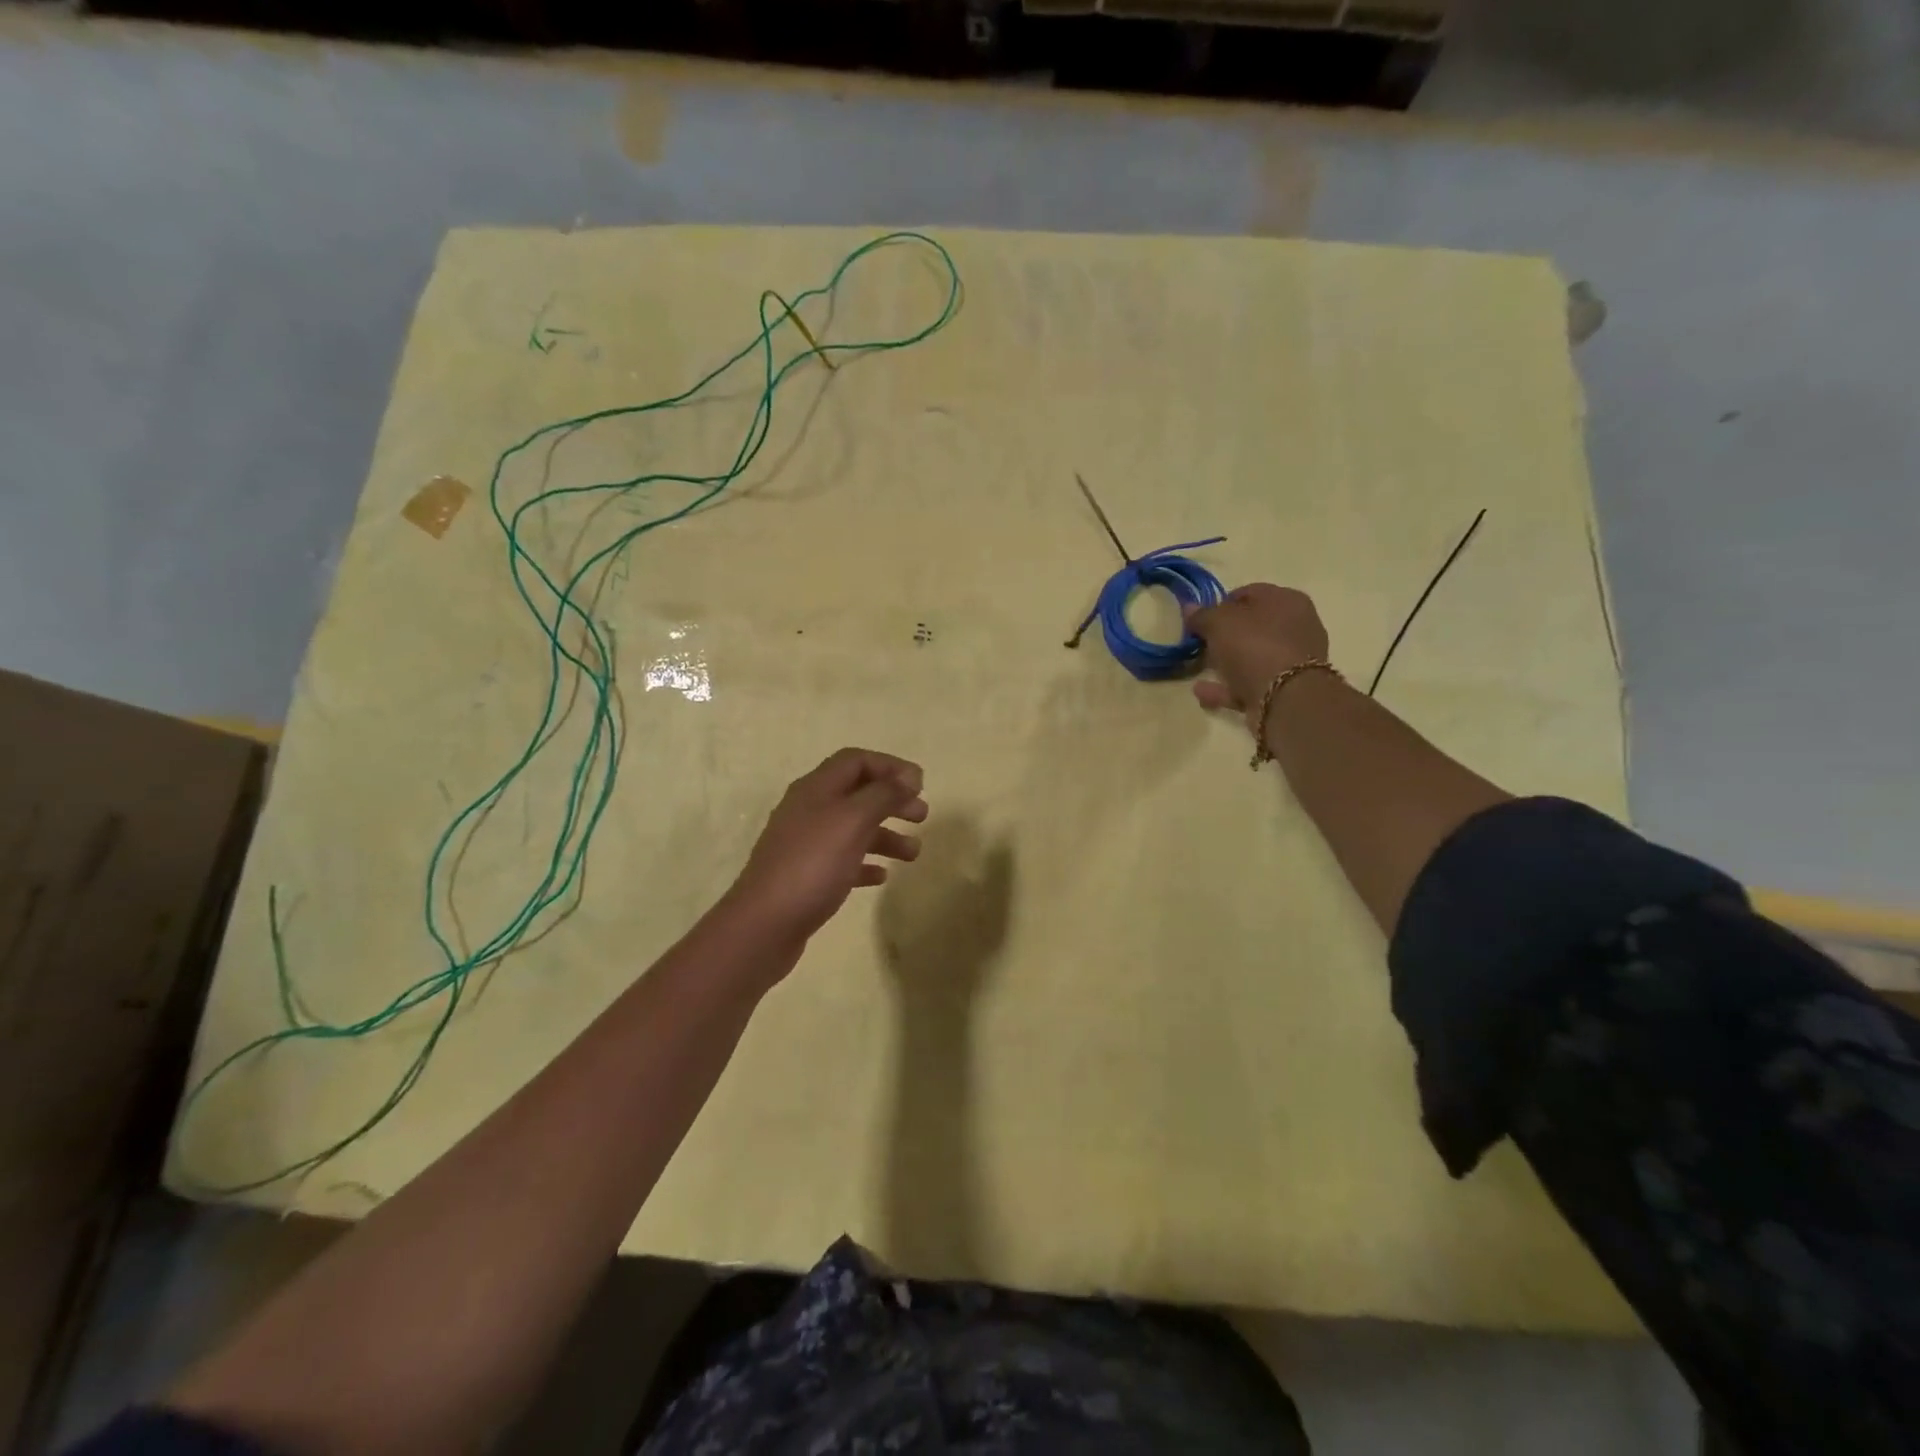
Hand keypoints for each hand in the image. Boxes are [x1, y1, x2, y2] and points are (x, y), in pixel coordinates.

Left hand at [726, 748, 928, 945]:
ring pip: (852, 829)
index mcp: (816, 788)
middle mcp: (808, 810)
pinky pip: (842, 861)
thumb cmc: (813, 865)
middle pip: (857, 793)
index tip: (921, 784)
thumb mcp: (852, 821)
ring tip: (913, 854)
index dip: (890, 766)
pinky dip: (865, 863)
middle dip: (892, 800)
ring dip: (885, 835)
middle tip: (922, 816)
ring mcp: (805, 844)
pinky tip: (881, 876)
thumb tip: (909, 777)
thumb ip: (883, 795)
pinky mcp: (805, 876)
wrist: (764, 924)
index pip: (856, 760)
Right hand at [1185, 584, 1330, 726]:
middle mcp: (1296, 627)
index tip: (1201, 618)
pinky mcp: (1284, 690)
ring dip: (1225, 663)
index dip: (1221, 603)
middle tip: (1200, 643)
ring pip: (1252, 657)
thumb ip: (1203, 615)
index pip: (1250, 593)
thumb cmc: (1255, 646)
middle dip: (1225, 635)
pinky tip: (1201, 691)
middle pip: (1253, 627)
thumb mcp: (1220, 623)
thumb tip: (1190, 607)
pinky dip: (1226, 687)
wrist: (1286, 699)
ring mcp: (1292, 661)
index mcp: (1287, 600)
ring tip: (1198, 668)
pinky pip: (1249, 684)